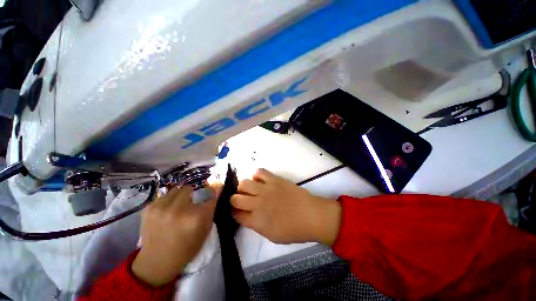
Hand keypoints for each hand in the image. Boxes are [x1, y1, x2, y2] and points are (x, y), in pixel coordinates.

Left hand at [132, 184, 220, 286]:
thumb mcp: (205, 230)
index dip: (211, 193)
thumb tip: (212, 191)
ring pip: (178, 189)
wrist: (156, 262)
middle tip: (193, 202)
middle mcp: (179, 209)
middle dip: (195, 194)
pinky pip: (165, 195)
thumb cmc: (186, 248)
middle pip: (191, 188)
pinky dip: (170, 200)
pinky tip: (168, 211)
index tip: (210, 195)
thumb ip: (210, 209)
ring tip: (180, 206)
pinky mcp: (149, 208)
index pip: (209, 194)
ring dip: (182, 195)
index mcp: (196, 216)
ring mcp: (162, 207)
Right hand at [231, 169, 340, 244]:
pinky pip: (260, 172)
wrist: (311, 215)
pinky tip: (260, 180)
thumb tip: (248, 215)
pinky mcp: (274, 179)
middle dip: (234, 199)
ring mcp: (266, 189)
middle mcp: (257, 204)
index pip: (236, 215)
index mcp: (256, 221)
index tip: (235, 210)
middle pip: (235, 199)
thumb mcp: (271, 235)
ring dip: (243, 186)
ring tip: (249, 188)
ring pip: (244, 183)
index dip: (233, 212)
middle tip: (241, 199)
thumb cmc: (293, 230)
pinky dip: (257, 175)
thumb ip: (256, 224)